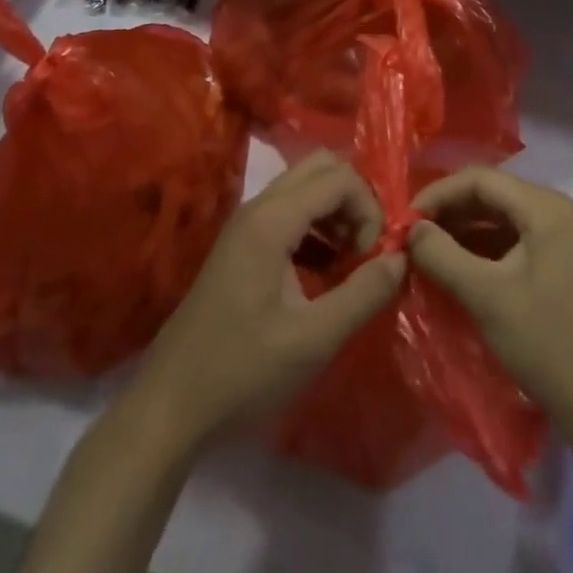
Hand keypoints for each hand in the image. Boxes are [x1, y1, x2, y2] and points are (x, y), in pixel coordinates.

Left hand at [137, 152, 405, 447]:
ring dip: (336, 213)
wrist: (170, 404)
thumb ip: (363, 294)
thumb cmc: (242, 371)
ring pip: (305, 187)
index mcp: (273, 219)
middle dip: (354, 200)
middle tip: (366, 249)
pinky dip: (316, 227)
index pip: (340, 178)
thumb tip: (402, 257)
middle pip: (321, 168)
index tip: (375, 257)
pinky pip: (289, 211)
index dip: (369, 209)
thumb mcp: (313, 340)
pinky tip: (324, 272)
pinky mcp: (242, 243)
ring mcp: (247, 223)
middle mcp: (259, 206)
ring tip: (350, 264)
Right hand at [408, 167, 572, 422]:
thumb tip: (410, 229)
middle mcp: (558, 212)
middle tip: (412, 238)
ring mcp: (564, 240)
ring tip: (429, 255)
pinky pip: (515, 242)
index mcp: (546, 207)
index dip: (438, 194)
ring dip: (464, 233)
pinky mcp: (563, 267)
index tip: (404, 221)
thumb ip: (441, 255)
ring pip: (502, 220)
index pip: (480, 179)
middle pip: (492, 195)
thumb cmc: (547, 345)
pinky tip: (459, 272)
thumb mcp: (485, 297)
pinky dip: (484, 252)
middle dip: (449, 213)